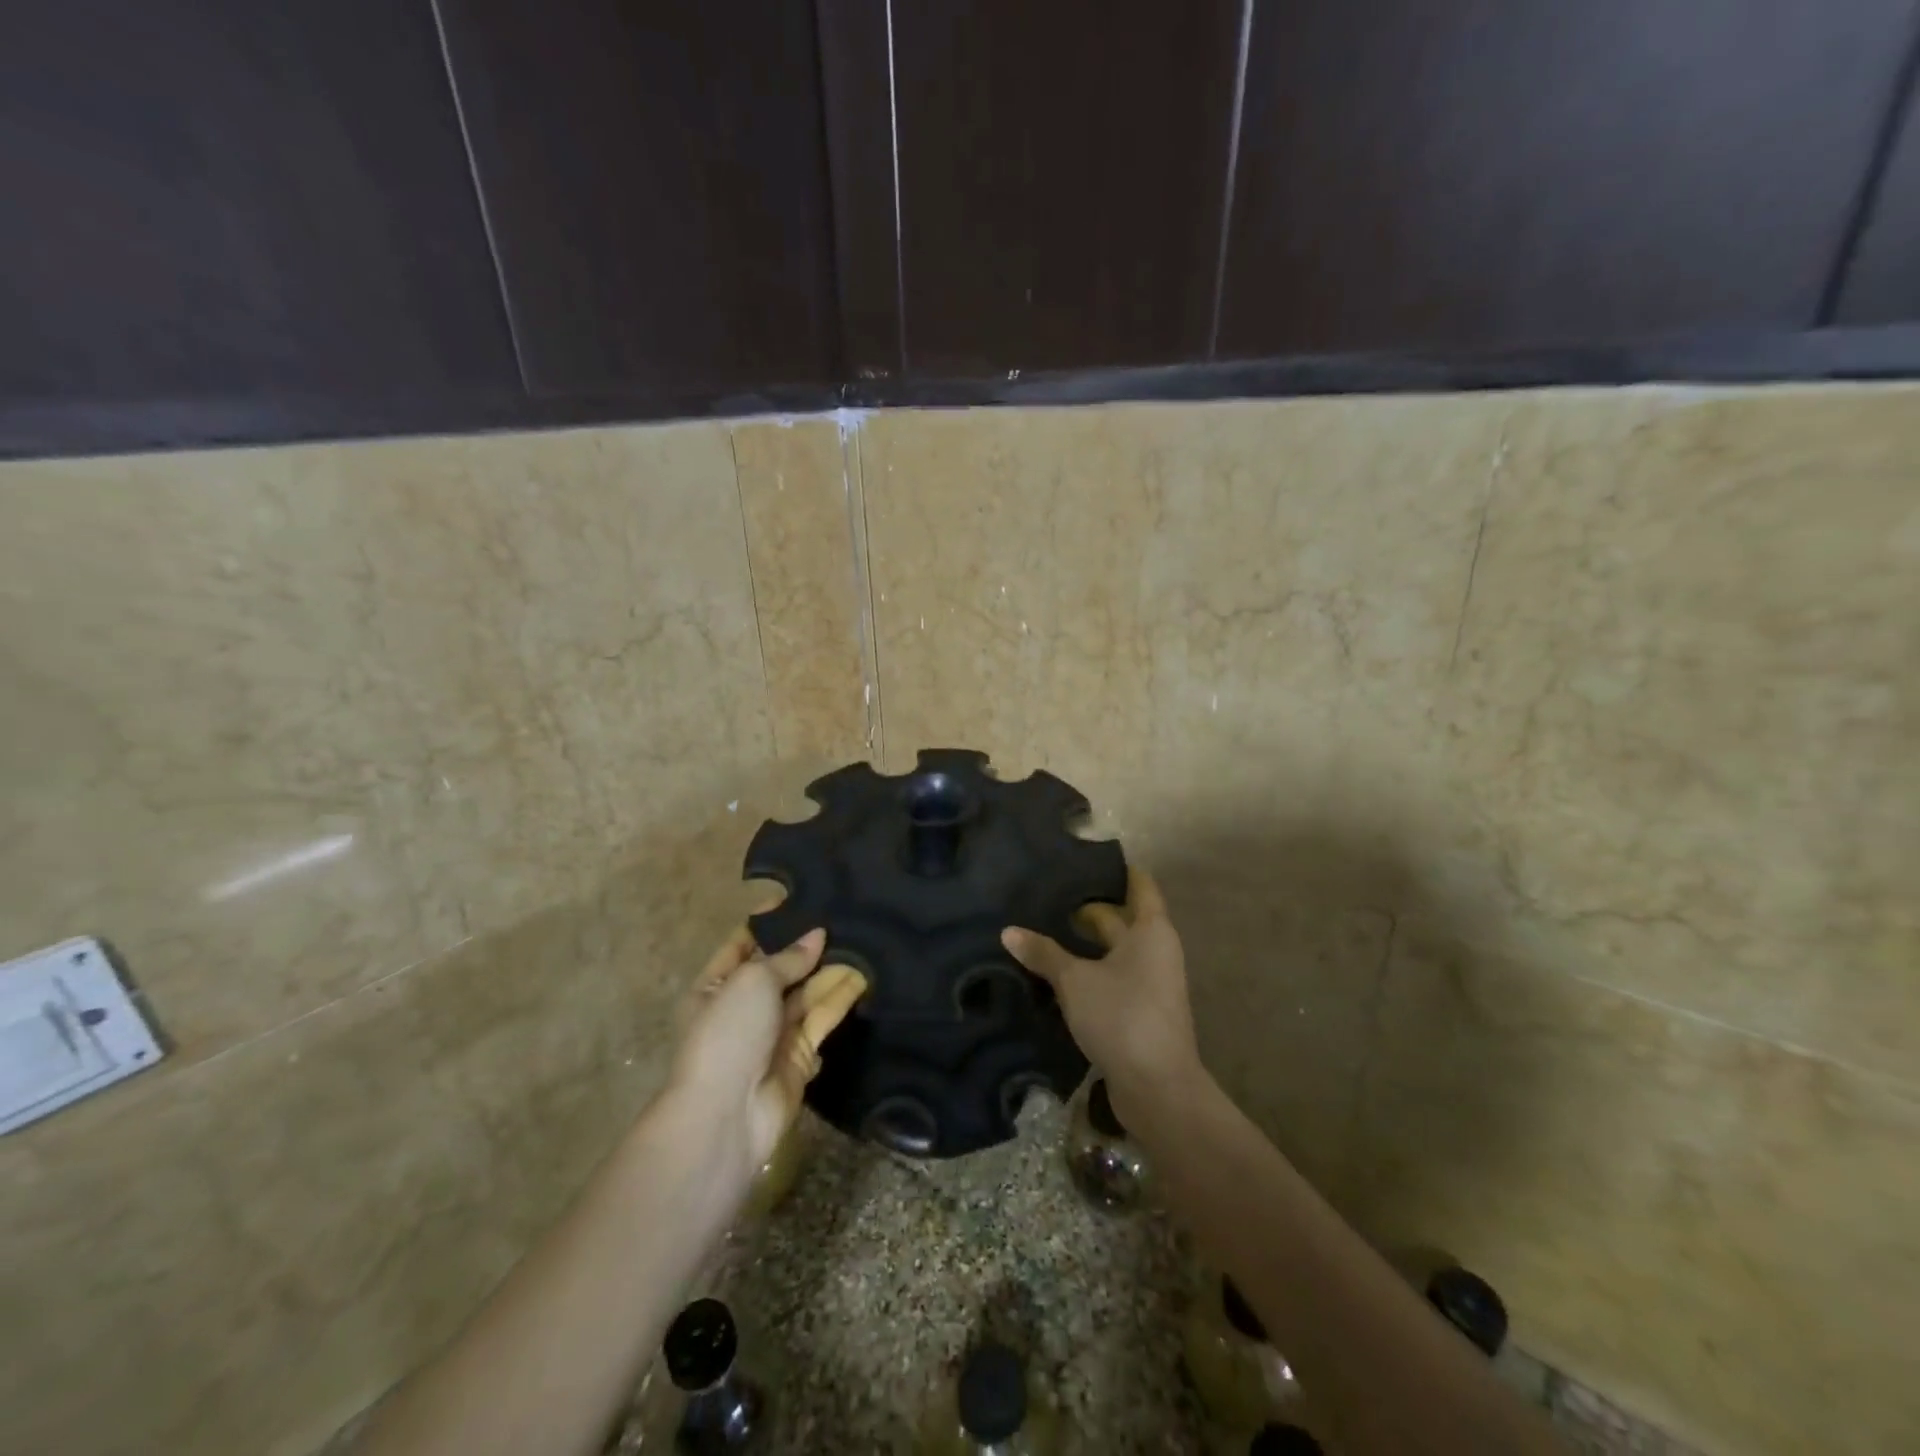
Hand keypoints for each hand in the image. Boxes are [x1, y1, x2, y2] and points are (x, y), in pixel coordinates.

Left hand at [668, 922, 867, 1178]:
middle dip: (807, 948)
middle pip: (779, 970)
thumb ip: (788, 958)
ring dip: (829, 971)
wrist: (727, 1114)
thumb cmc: (728, 1034)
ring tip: (862, 939)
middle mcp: (742, 1008)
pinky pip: (820, 1020)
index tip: (801, 898)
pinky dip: (839, 1000)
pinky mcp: (798, 1056)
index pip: (742, 945)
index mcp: (714, 987)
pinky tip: (863, 976)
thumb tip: (817, 935)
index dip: (768, 923)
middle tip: (843, 917)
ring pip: (805, 994)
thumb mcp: (752, 982)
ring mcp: (771, 1034)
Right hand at [1002, 869, 1201, 1121]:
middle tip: (1045, 897)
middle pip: (1120, 919)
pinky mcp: (1138, 1010)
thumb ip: (1043, 953)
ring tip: (1041, 930)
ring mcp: (1149, 982)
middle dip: (1085, 910)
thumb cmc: (1122, 1017)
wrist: (1157, 1088)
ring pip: (1112, 951)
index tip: (1083, 859)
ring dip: (1082, 945)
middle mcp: (1155, 950)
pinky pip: (1110, 978)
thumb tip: (1008, 931)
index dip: (1116, 870)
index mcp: (1150, 931)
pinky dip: (1087, 972)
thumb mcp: (1075, 981)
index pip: (1139, 885)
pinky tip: (1053, 972)